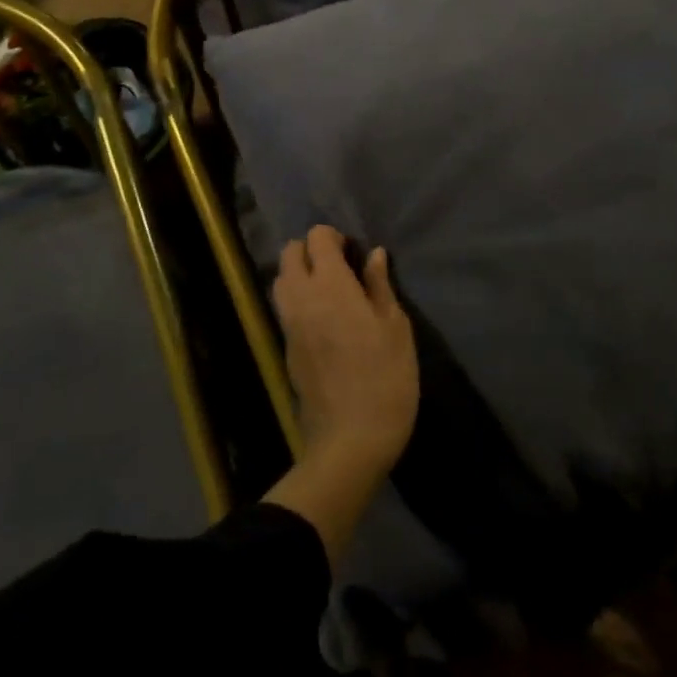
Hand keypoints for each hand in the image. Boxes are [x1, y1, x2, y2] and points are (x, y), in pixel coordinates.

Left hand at [273, 226, 418, 474]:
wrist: (350, 440)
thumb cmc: (385, 378)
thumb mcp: (395, 328)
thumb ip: (380, 285)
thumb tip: (373, 254)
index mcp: (330, 285)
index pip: (317, 238)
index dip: (334, 237)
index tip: (354, 253)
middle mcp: (301, 297)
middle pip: (290, 253)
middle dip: (311, 250)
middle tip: (341, 268)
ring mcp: (288, 324)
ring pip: (281, 279)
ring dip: (300, 273)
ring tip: (331, 291)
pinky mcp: (285, 347)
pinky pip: (284, 307)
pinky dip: (297, 299)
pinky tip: (323, 318)